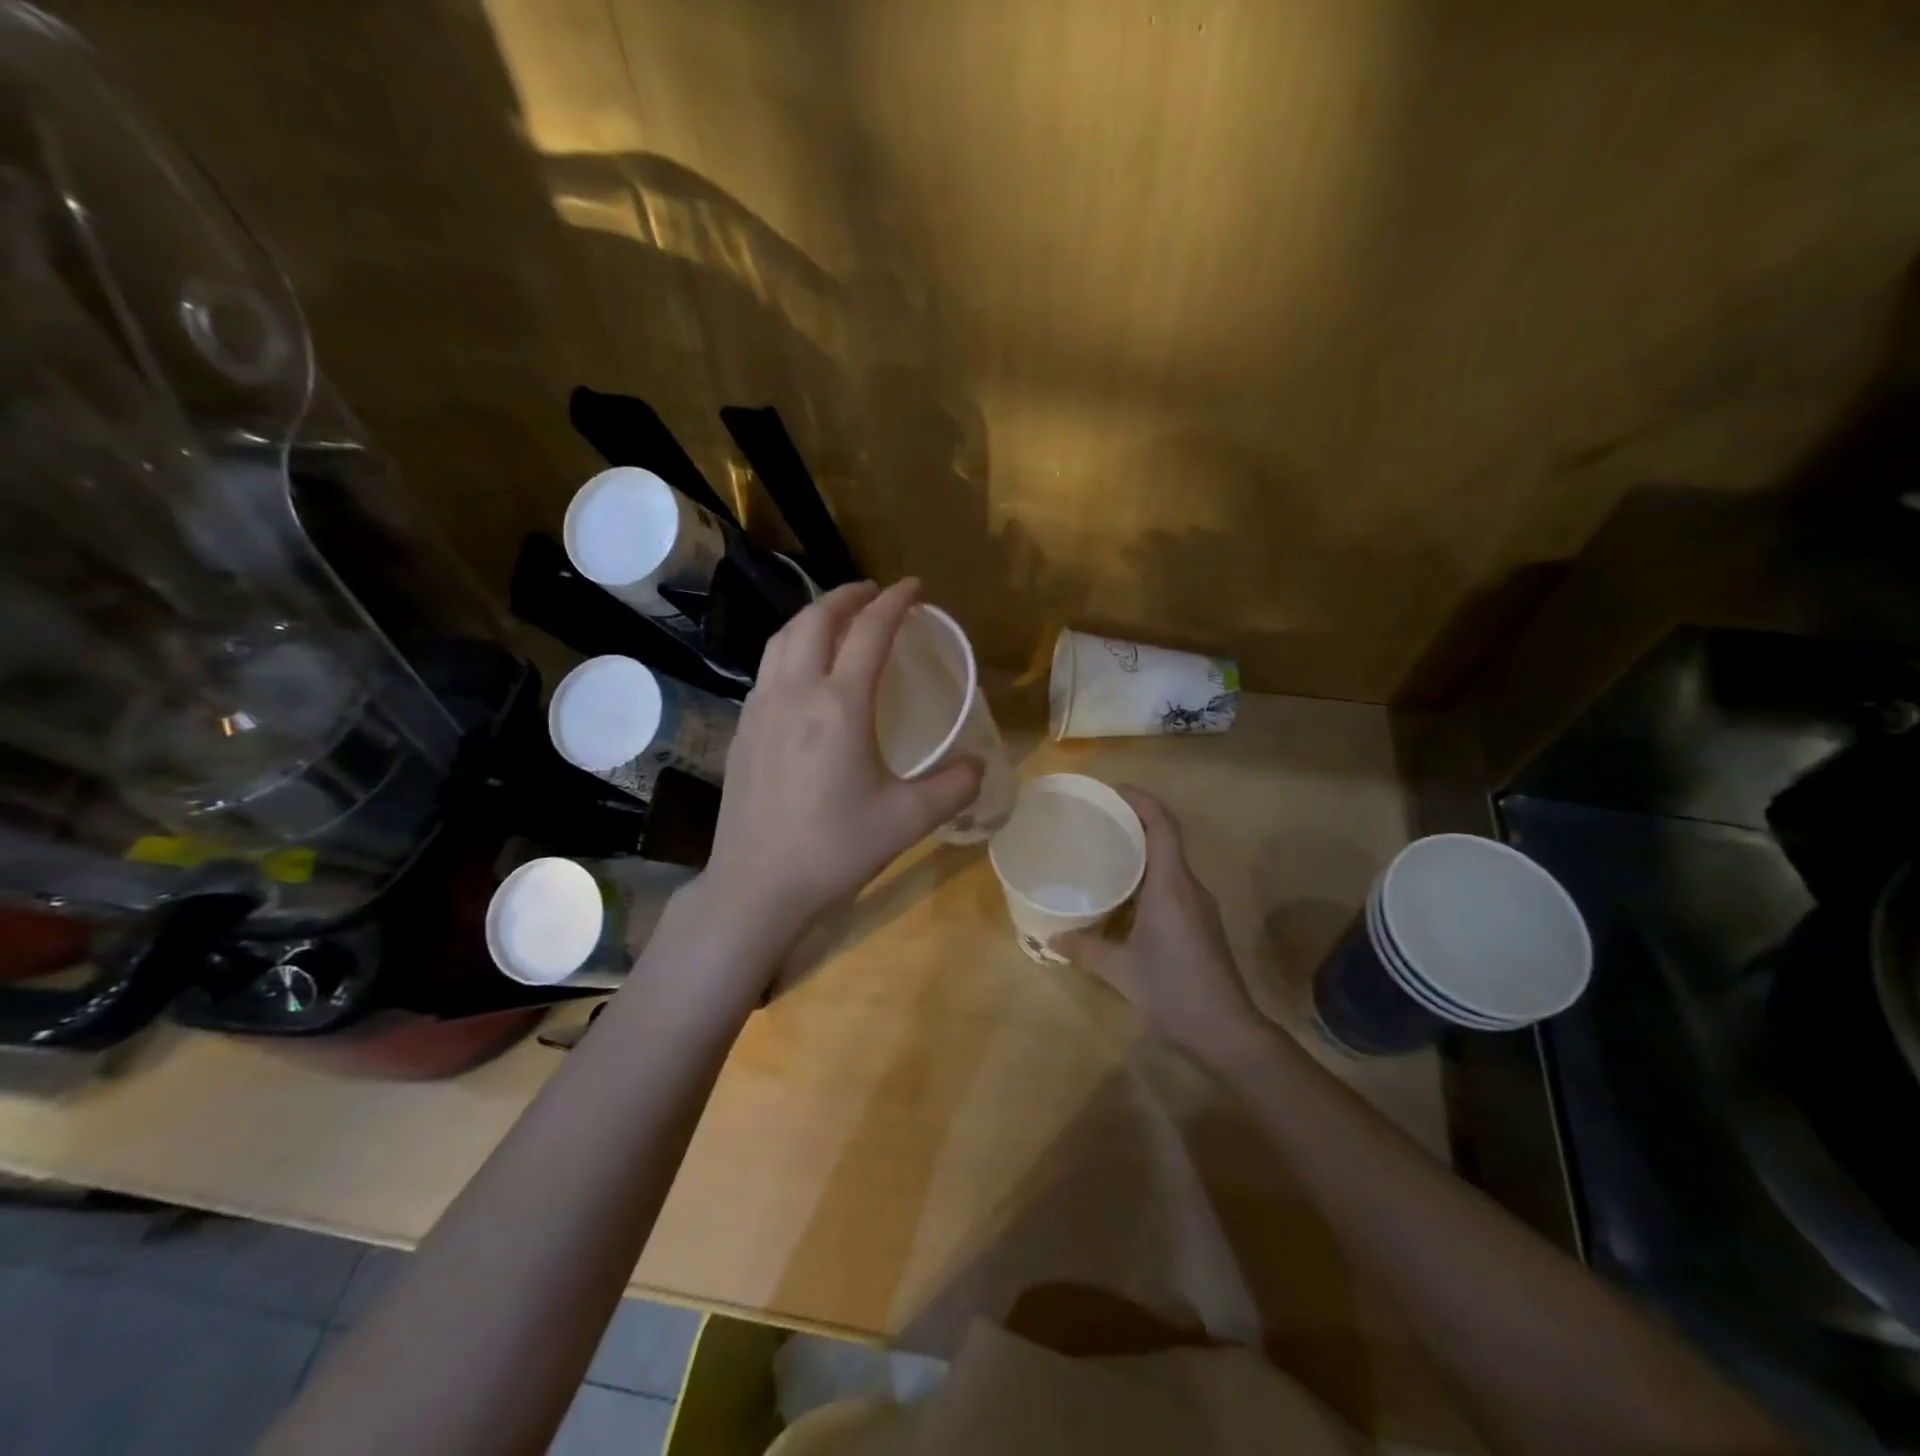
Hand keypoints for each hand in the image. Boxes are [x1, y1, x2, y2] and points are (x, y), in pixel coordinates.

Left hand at [700, 579, 983, 945]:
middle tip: (874, 593)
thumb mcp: (908, 820)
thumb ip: (954, 787)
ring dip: (813, 617)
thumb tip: (978, 766)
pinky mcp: (741, 730)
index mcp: (839, 705)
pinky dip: (791, 649)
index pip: (870, 632)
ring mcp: (760, 709)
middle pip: (816, 620)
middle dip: (848, 596)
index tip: (914, 587)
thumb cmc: (835, 849)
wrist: (757, 885)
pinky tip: (803, 673)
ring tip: (837, 618)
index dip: (895, 602)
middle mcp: (795, 693)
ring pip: (782, 639)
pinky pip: (767, 669)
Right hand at [1054, 788, 1259, 1056]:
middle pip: (1166, 838)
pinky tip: (1123, 896)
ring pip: (1169, 864)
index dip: (1141, 800)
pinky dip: (1147, 877)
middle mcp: (1189, 887)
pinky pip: (1172, 885)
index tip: (1112, 791)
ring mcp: (1199, 906)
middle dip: (1134, 822)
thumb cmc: (1174, 991)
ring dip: (1141, 852)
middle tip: (1096, 820)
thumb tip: (1052, 936)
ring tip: (1104, 853)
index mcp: (1171, 886)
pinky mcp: (1201, 924)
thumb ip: (1085, 949)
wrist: (1228, 1032)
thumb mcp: (1121, 971)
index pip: (1162, 825)